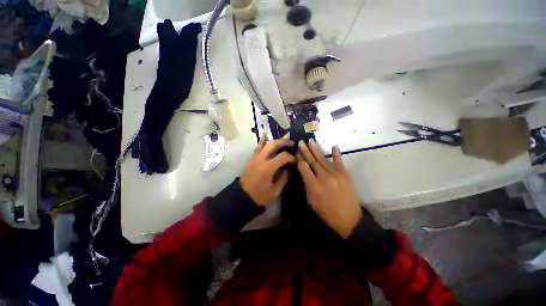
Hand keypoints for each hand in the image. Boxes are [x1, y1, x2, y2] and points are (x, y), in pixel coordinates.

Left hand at [240, 135, 295, 205]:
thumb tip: (288, 167)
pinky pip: (257, 147)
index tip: (295, 160)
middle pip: (274, 144)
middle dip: (284, 142)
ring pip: (266, 143)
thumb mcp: (275, 190)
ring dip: (276, 140)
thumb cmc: (260, 195)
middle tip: (292, 143)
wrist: (242, 196)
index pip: (283, 156)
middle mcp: (261, 159)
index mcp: (268, 168)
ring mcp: (255, 157)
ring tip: (284, 138)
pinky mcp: (251, 158)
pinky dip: (262, 141)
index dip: (291, 157)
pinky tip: (265, 135)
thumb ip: (284, 177)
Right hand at [296, 139, 362, 238]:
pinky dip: (336, 154)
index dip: (299, 159)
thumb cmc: (326, 212)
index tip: (295, 153)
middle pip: (312, 161)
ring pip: (323, 159)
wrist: (348, 219)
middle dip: (305, 151)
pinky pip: (339, 162)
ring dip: (316, 149)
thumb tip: (304, 173)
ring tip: (311, 141)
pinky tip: (334, 146)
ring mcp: (335, 175)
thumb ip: (307, 185)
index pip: (304, 168)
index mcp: (314, 185)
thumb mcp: (312, 201)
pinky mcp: (345, 175)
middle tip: (301, 142)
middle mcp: (323, 177)